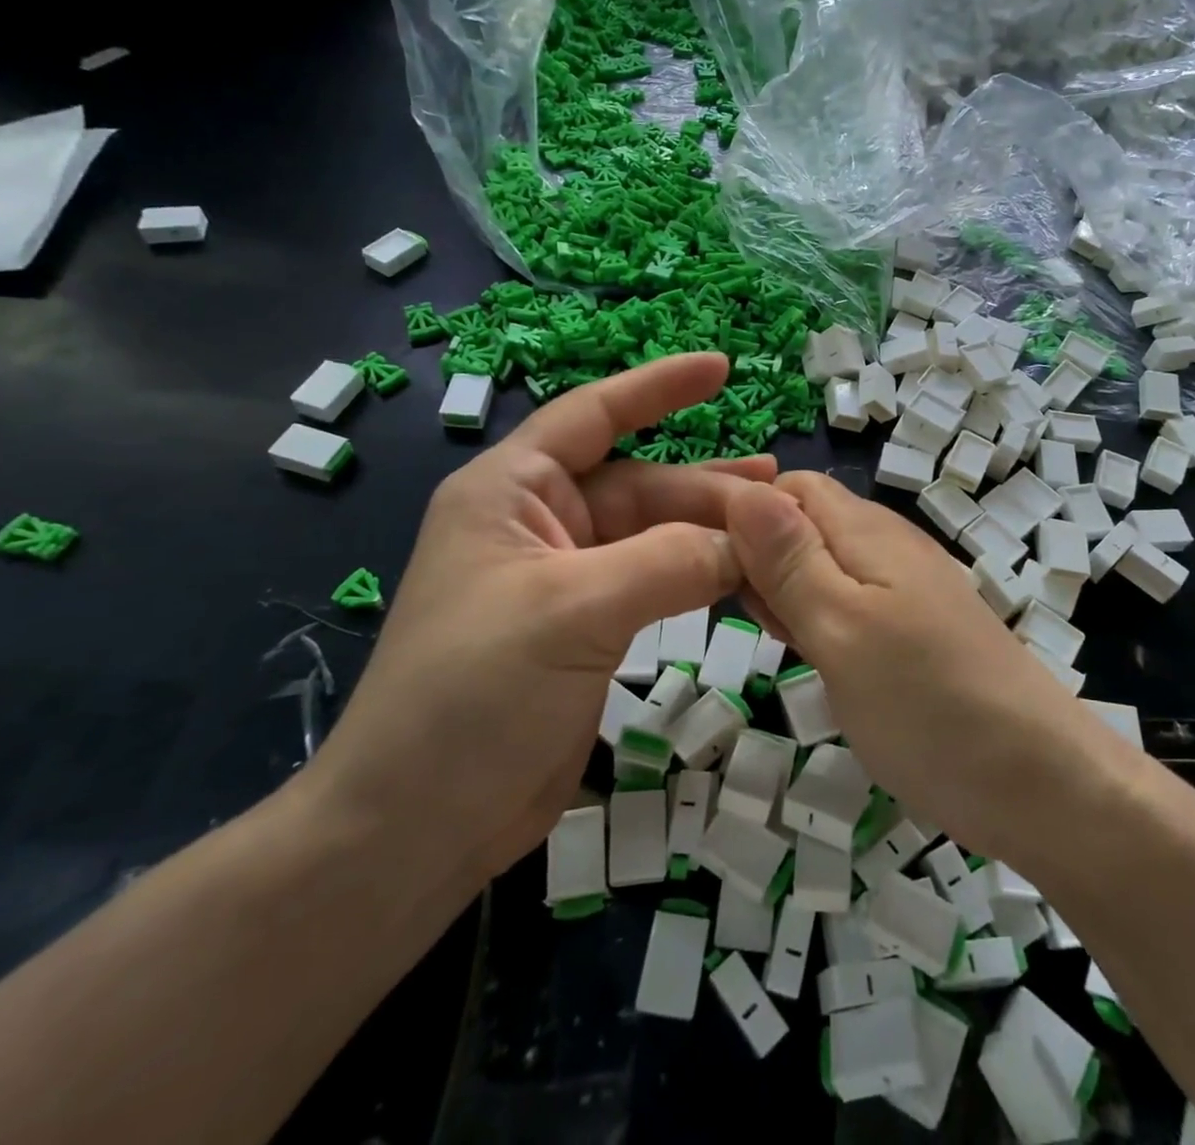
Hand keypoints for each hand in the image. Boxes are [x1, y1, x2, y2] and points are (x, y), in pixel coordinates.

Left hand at [303, 354, 771, 895]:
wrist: (415, 825)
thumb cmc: (472, 693)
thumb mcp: (572, 611)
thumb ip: (668, 562)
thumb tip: (749, 539)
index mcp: (512, 491)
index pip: (593, 415)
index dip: (657, 387)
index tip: (720, 369)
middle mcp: (539, 523)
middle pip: (639, 484)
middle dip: (706, 486)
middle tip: (779, 487)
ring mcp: (564, 579)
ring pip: (652, 536)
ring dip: (709, 532)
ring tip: (774, 526)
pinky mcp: (585, 628)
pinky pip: (654, 583)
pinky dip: (698, 578)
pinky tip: (741, 577)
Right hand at [727, 473, 1113, 866]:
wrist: (1040, 784)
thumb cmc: (928, 705)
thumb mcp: (841, 628)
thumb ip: (790, 559)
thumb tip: (741, 489)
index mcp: (868, 532)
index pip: (789, 487)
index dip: (744, 514)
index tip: (709, 566)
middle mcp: (889, 547)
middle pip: (805, 524)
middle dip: (762, 557)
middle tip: (747, 617)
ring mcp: (907, 589)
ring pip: (824, 566)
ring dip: (788, 592)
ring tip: (779, 641)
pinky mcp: (916, 629)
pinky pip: (851, 603)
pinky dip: (819, 620)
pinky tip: (814, 658)